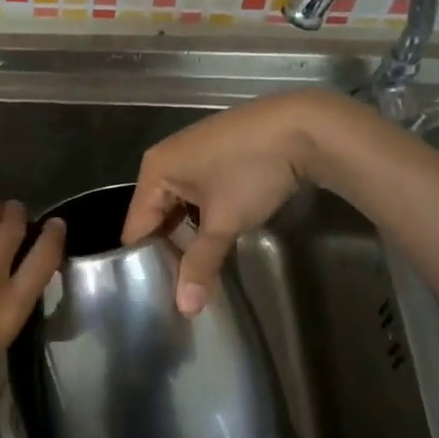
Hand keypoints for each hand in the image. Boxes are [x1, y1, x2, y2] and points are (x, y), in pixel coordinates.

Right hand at [123, 90, 366, 314]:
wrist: (302, 128)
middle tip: (180, 286)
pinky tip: (218, 236)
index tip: (155, 293)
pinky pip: (197, 191)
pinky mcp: (216, 152)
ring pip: (180, 204)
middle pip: (156, 215)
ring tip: (199, 268)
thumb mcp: (224, 222)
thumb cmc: (250, 172)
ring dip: (189, 233)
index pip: (136, 226)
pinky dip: (204, 214)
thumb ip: (201, 264)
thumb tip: (185, 309)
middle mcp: (165, 157)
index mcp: (154, 170)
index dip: (144, 260)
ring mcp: (192, 152)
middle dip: (169, 248)